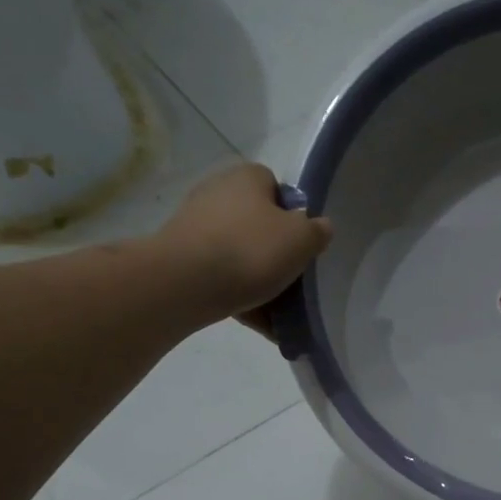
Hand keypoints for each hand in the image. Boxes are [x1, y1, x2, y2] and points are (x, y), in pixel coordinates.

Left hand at [153, 163, 332, 328]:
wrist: (185, 283)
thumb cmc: (250, 251)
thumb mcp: (301, 240)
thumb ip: (316, 231)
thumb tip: (319, 226)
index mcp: (247, 177)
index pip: (276, 187)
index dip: (292, 215)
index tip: (300, 245)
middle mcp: (217, 192)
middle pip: (257, 224)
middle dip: (274, 253)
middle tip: (291, 281)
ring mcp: (195, 225)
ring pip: (239, 254)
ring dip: (257, 279)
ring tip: (276, 312)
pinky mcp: (181, 257)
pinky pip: (220, 276)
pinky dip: (237, 295)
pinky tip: (256, 321)